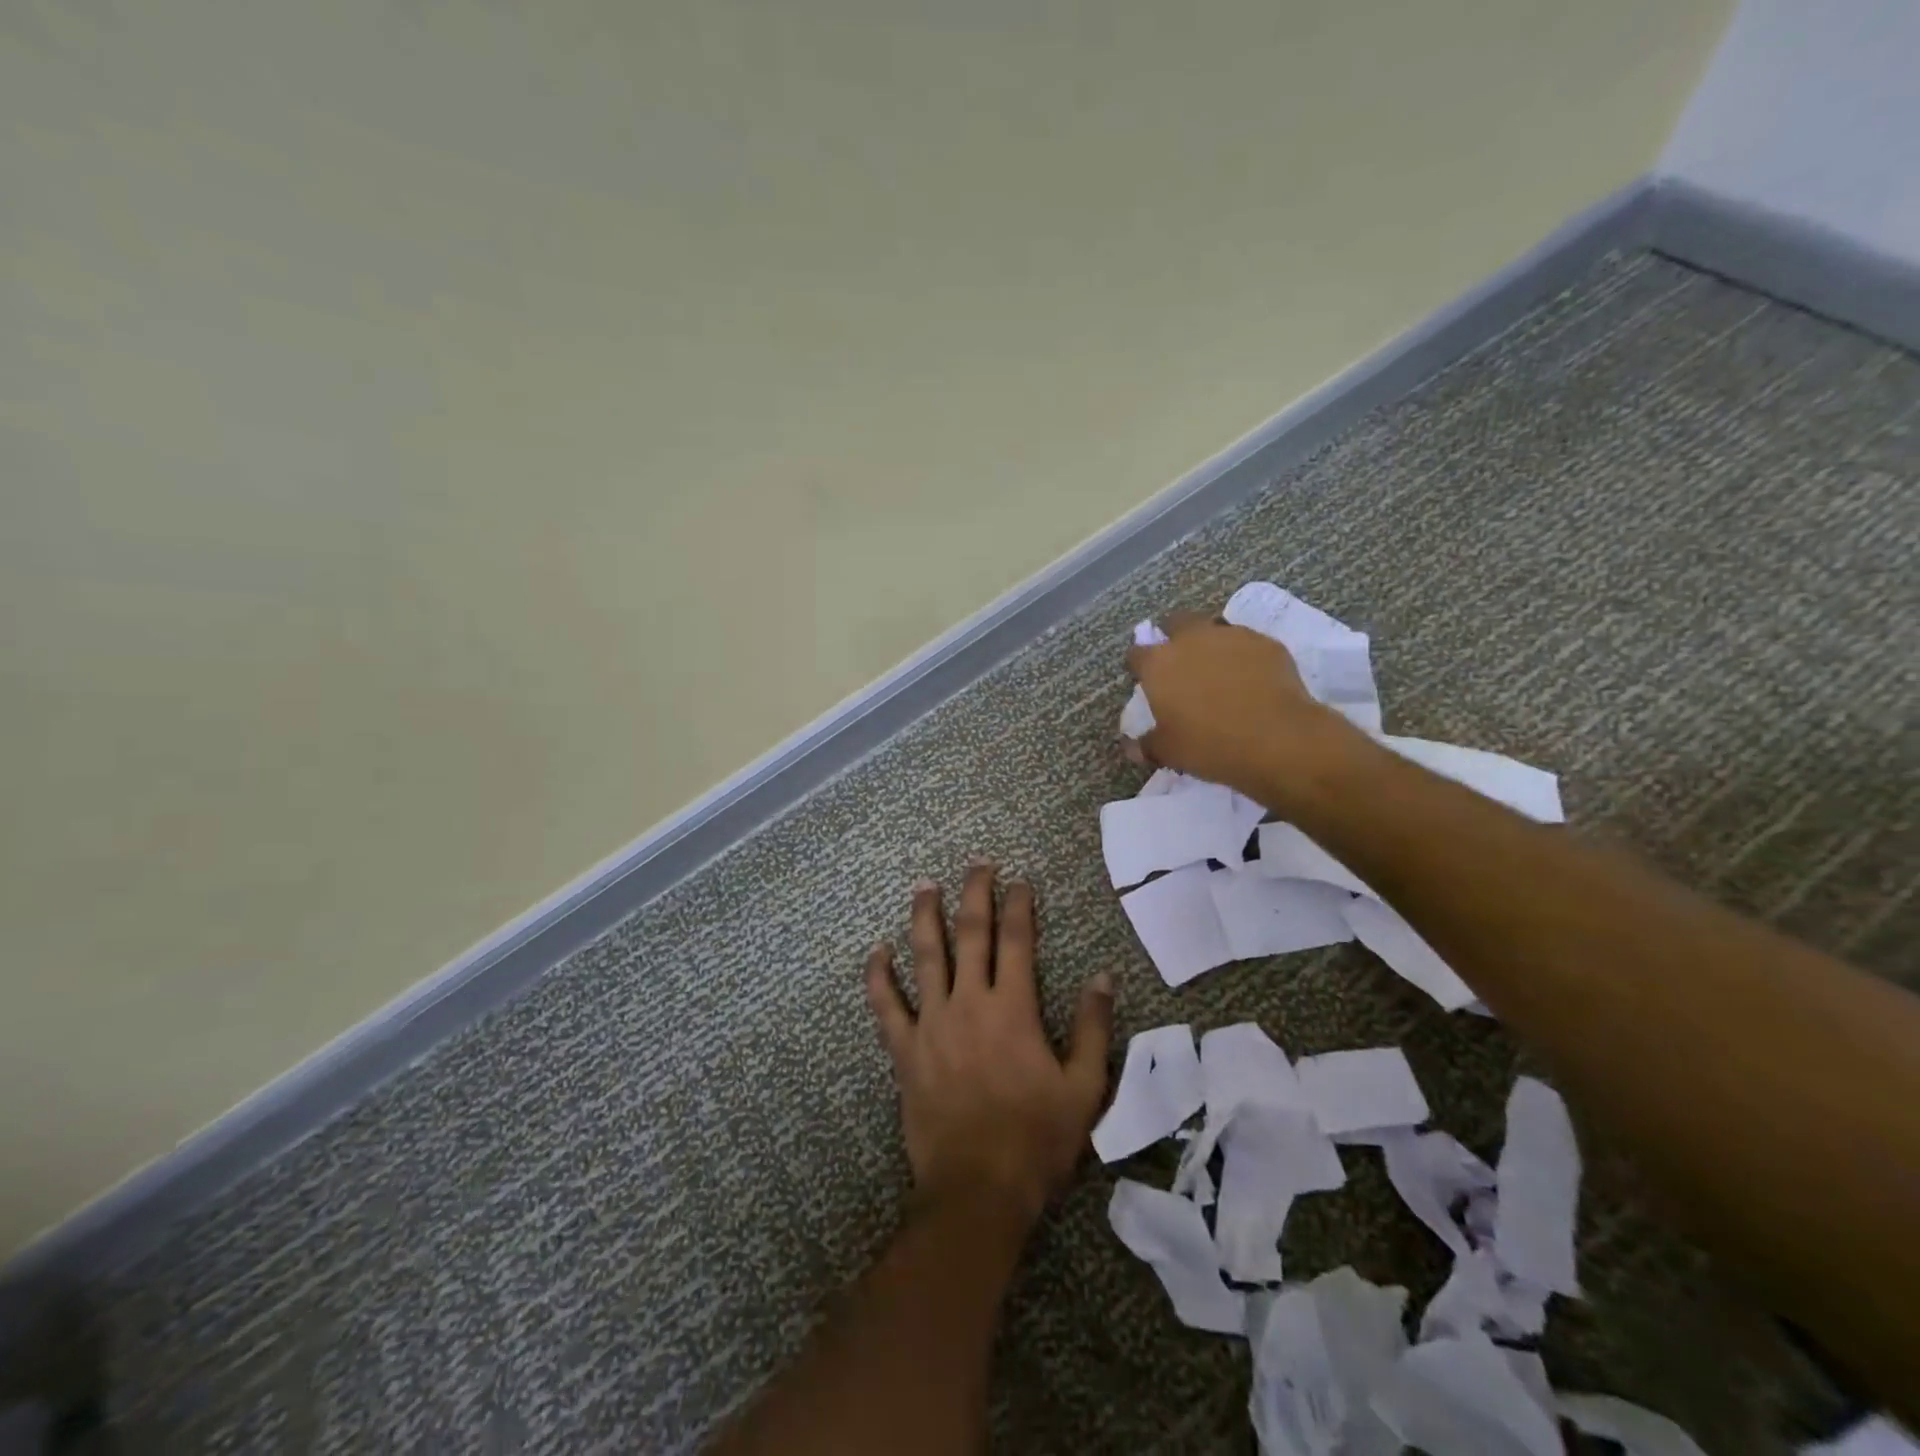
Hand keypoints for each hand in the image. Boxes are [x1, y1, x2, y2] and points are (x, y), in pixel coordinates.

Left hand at [865, 864, 1113, 1226]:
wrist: (978, 1190)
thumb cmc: (1036, 1140)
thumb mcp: (1084, 1088)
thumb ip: (1093, 1028)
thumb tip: (1102, 977)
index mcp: (1014, 1009)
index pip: (1017, 941)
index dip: (1020, 905)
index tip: (1020, 881)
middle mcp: (970, 1003)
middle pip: (971, 933)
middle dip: (976, 893)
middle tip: (977, 863)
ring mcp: (932, 1023)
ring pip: (925, 955)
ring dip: (925, 916)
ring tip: (925, 885)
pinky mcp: (905, 1049)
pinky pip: (886, 1005)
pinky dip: (879, 975)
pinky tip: (876, 951)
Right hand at [1126, 610, 1355, 805]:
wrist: (1278, 741)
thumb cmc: (1210, 746)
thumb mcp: (1169, 752)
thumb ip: (1147, 744)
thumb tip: (1132, 747)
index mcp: (1159, 664)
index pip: (1137, 653)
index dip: (1138, 665)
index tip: (1143, 678)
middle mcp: (1192, 639)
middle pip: (1175, 623)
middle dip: (1173, 637)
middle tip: (1180, 664)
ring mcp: (1232, 636)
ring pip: (1213, 629)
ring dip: (1210, 644)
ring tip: (1218, 670)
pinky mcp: (1266, 643)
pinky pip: (1247, 643)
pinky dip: (1243, 656)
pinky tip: (1251, 678)